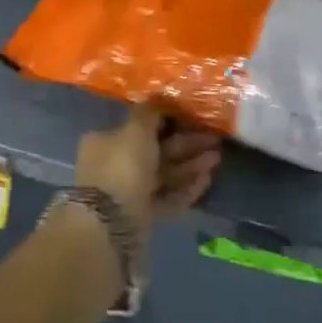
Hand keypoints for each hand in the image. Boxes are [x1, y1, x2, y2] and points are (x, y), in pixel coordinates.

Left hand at [75, 105, 221, 226]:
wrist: (111, 225)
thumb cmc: (122, 166)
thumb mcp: (136, 129)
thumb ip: (150, 112)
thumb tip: (159, 97)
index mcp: (105, 141)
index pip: (138, 126)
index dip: (165, 121)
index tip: (190, 118)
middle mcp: (113, 165)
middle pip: (155, 150)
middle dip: (185, 145)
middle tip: (213, 139)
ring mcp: (127, 193)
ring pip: (163, 175)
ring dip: (189, 166)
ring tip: (216, 159)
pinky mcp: (141, 217)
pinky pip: (166, 198)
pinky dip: (185, 189)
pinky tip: (207, 181)